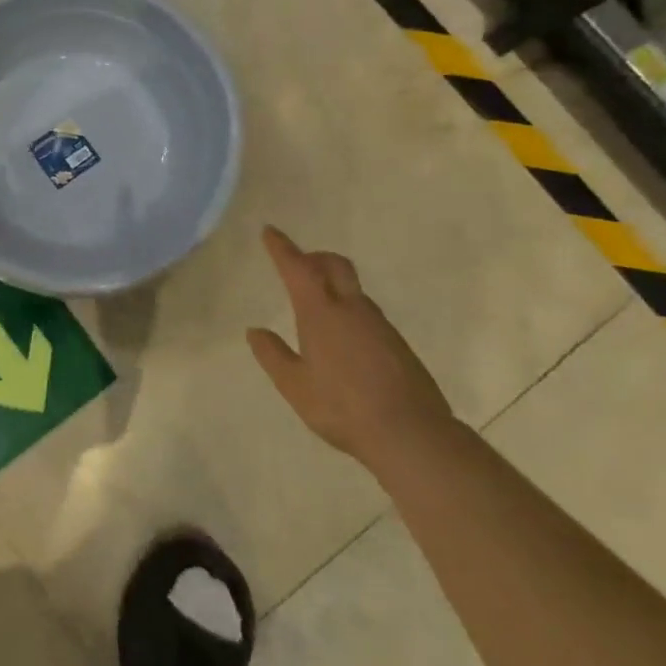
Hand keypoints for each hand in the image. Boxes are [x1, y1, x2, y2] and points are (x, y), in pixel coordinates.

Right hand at [245, 226, 454, 467]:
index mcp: (321, 313)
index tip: (270, 231)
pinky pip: (367, 312)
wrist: (411, 433)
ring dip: (333, 284)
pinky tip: (344, 339)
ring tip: (317, 306)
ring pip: (353, 289)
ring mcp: (379, 325)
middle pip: (334, 265)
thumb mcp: (294, 386)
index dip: (282, 248)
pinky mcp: (397, 343)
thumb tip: (254, 331)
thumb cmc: (342, 407)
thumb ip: (272, 355)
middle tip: (298, 263)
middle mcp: (352, 309)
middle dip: (314, 257)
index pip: (298, 268)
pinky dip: (349, 309)